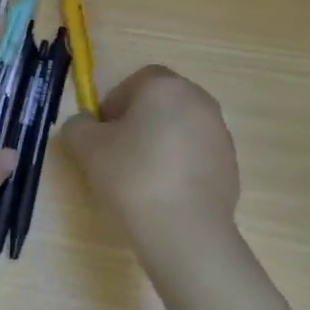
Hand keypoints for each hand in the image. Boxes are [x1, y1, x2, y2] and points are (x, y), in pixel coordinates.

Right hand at [60, 66, 239, 254]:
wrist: (184, 228)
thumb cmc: (132, 176)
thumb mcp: (86, 148)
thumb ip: (78, 126)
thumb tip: (85, 124)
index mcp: (166, 87)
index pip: (136, 81)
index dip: (115, 103)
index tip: (103, 134)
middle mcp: (199, 101)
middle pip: (162, 103)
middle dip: (139, 122)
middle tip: (118, 154)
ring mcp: (220, 134)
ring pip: (181, 129)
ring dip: (161, 144)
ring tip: (142, 178)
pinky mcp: (230, 165)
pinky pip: (197, 156)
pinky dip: (180, 166)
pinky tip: (165, 194)